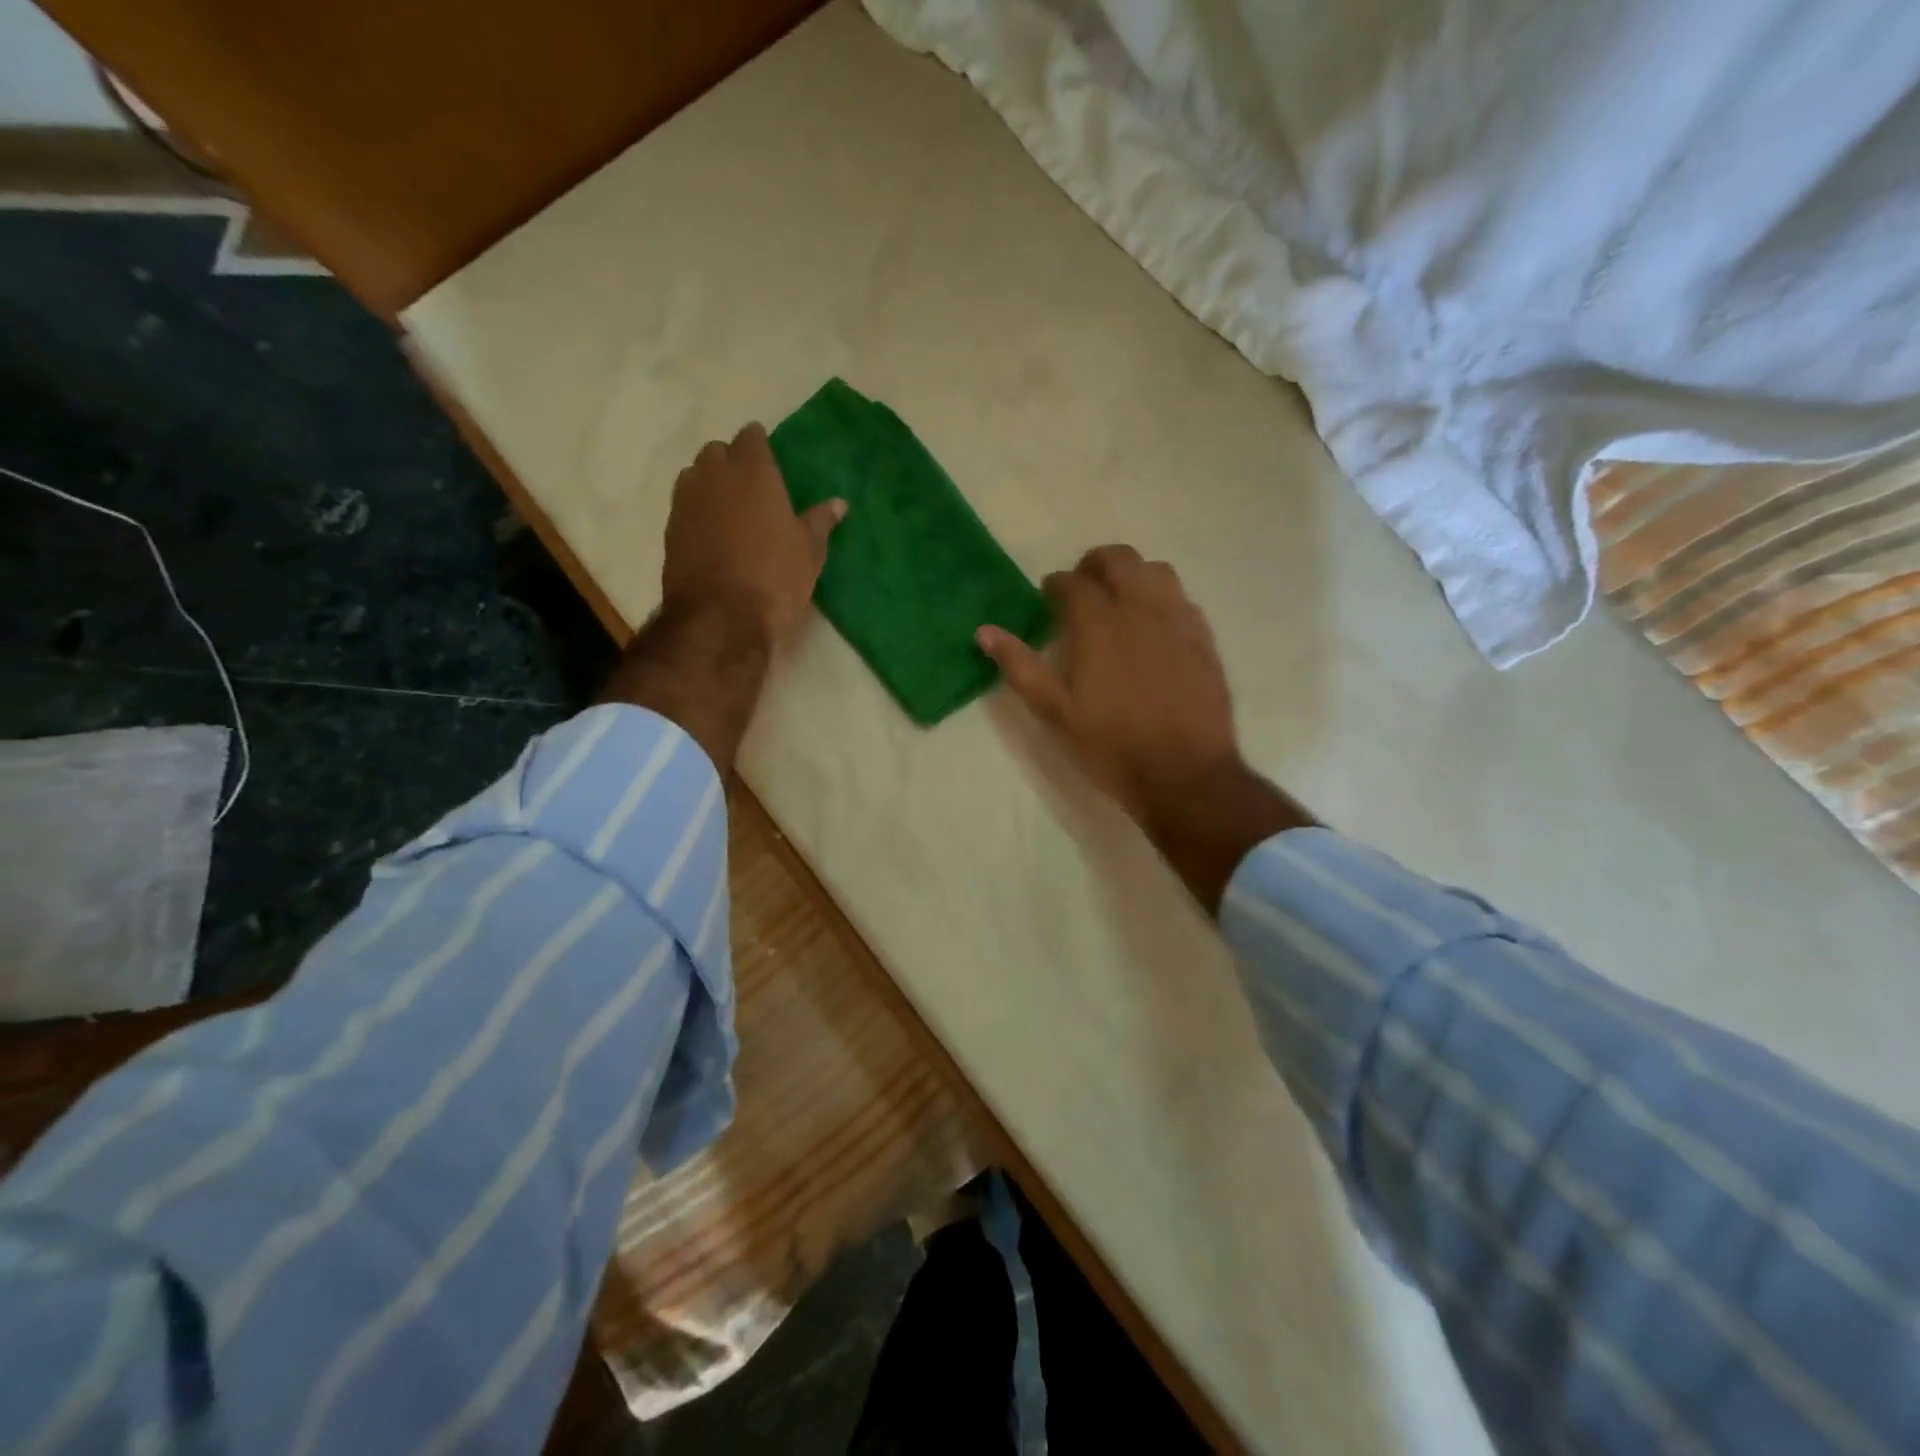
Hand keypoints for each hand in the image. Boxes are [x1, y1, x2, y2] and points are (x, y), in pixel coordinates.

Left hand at [661, 422, 845, 644]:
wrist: (721, 616)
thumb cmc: (775, 576)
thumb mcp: (810, 551)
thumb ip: (820, 521)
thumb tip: (838, 503)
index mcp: (753, 471)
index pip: (751, 437)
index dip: (760, 445)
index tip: (770, 460)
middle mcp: (714, 475)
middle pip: (717, 452)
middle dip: (731, 461)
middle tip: (751, 487)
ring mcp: (686, 501)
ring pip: (695, 476)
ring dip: (709, 485)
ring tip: (729, 510)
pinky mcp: (670, 529)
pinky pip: (684, 507)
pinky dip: (697, 513)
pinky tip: (712, 534)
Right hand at [976, 545, 1238, 827]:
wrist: (1184, 774)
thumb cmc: (1112, 747)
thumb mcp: (1056, 713)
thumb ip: (1021, 667)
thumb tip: (985, 631)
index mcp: (1100, 624)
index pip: (1073, 582)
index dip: (1056, 584)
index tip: (1048, 595)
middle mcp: (1141, 609)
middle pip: (1119, 559)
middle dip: (1094, 564)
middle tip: (1082, 587)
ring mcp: (1178, 621)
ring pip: (1156, 571)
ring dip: (1132, 574)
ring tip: (1120, 599)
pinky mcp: (1204, 639)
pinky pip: (1183, 599)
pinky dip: (1162, 598)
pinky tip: (1155, 624)